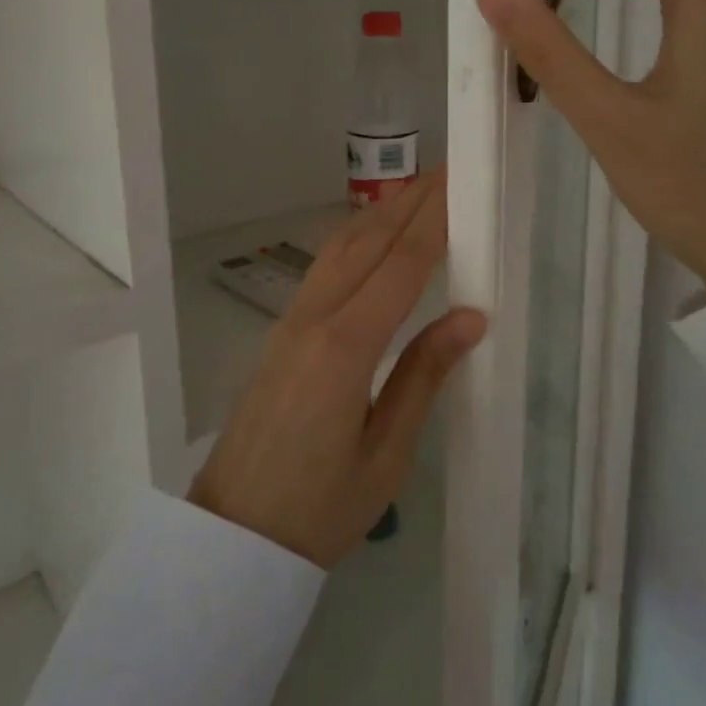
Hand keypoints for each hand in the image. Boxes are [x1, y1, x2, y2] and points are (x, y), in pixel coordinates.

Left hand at [188, 170, 486, 567]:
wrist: (234, 536)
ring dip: (381, 213)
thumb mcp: (387, 454)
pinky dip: (355, 238)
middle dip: (410, 201)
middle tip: (448, 169)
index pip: (401, 265)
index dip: (434, 220)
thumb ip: (425, 377)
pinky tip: (371, 234)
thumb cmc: (319, 509)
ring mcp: (291, 322)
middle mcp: (315, 320)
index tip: (461, 182)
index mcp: (346, 349)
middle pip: (368, 242)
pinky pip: (323, 269)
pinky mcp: (281, 333)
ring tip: (417, 189)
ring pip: (340, 248)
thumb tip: (472, 316)